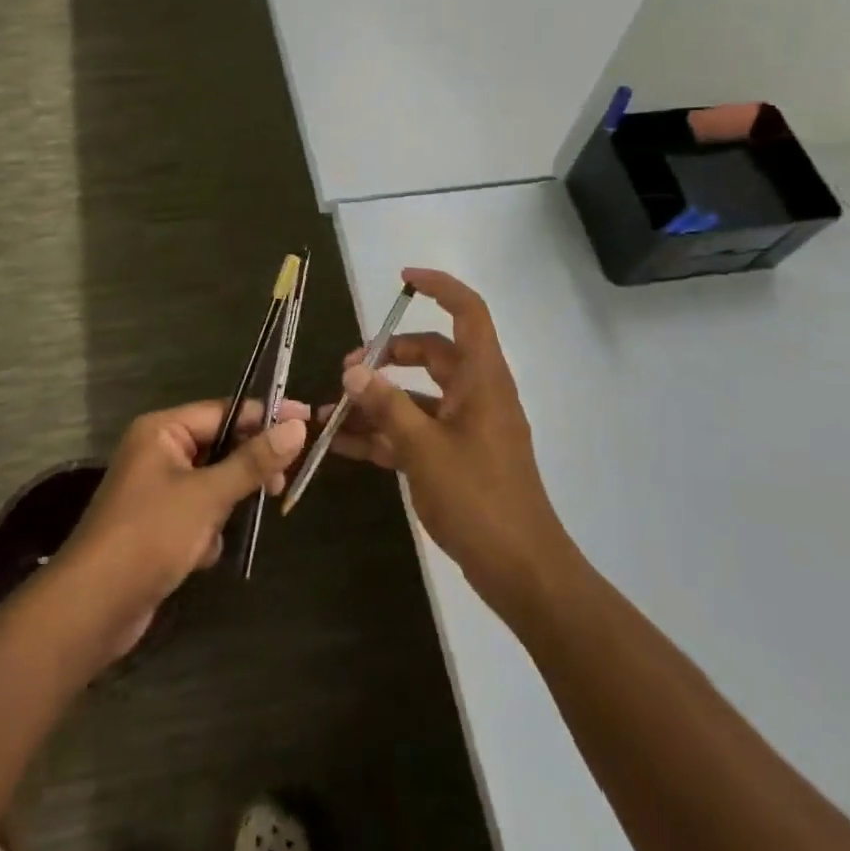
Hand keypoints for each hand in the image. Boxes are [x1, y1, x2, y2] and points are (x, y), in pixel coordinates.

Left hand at [58, 399, 307, 658]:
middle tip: (280, 486)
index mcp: (162, 430)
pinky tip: (201, 554)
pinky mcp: (157, 525)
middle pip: (220, 446)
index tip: (308, 420)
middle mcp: (157, 452)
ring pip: (213, 483)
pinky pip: (198, 513)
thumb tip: (298, 426)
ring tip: (226, 528)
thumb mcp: (208, 495)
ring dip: (226, 506)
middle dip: (247, 469)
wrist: (92, 608)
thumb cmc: (150, 536)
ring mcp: (156, 490)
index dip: (267, 416)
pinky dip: (207, 531)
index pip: (226, 410)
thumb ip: (254, 461)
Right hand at [326, 268, 570, 610]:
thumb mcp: (424, 449)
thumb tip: (354, 371)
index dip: (440, 287)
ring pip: (417, 396)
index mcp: (482, 379)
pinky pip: (415, 432)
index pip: (468, 313)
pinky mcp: (455, 458)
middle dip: (388, 355)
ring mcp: (466, 428)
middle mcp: (476, 394)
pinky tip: (342, 445)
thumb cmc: (479, 498)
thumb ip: (387, 406)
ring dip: (377, 401)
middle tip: (347, 370)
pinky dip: (384, 434)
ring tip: (329, 414)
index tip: (402, 280)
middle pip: (432, 354)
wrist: (520, 570)